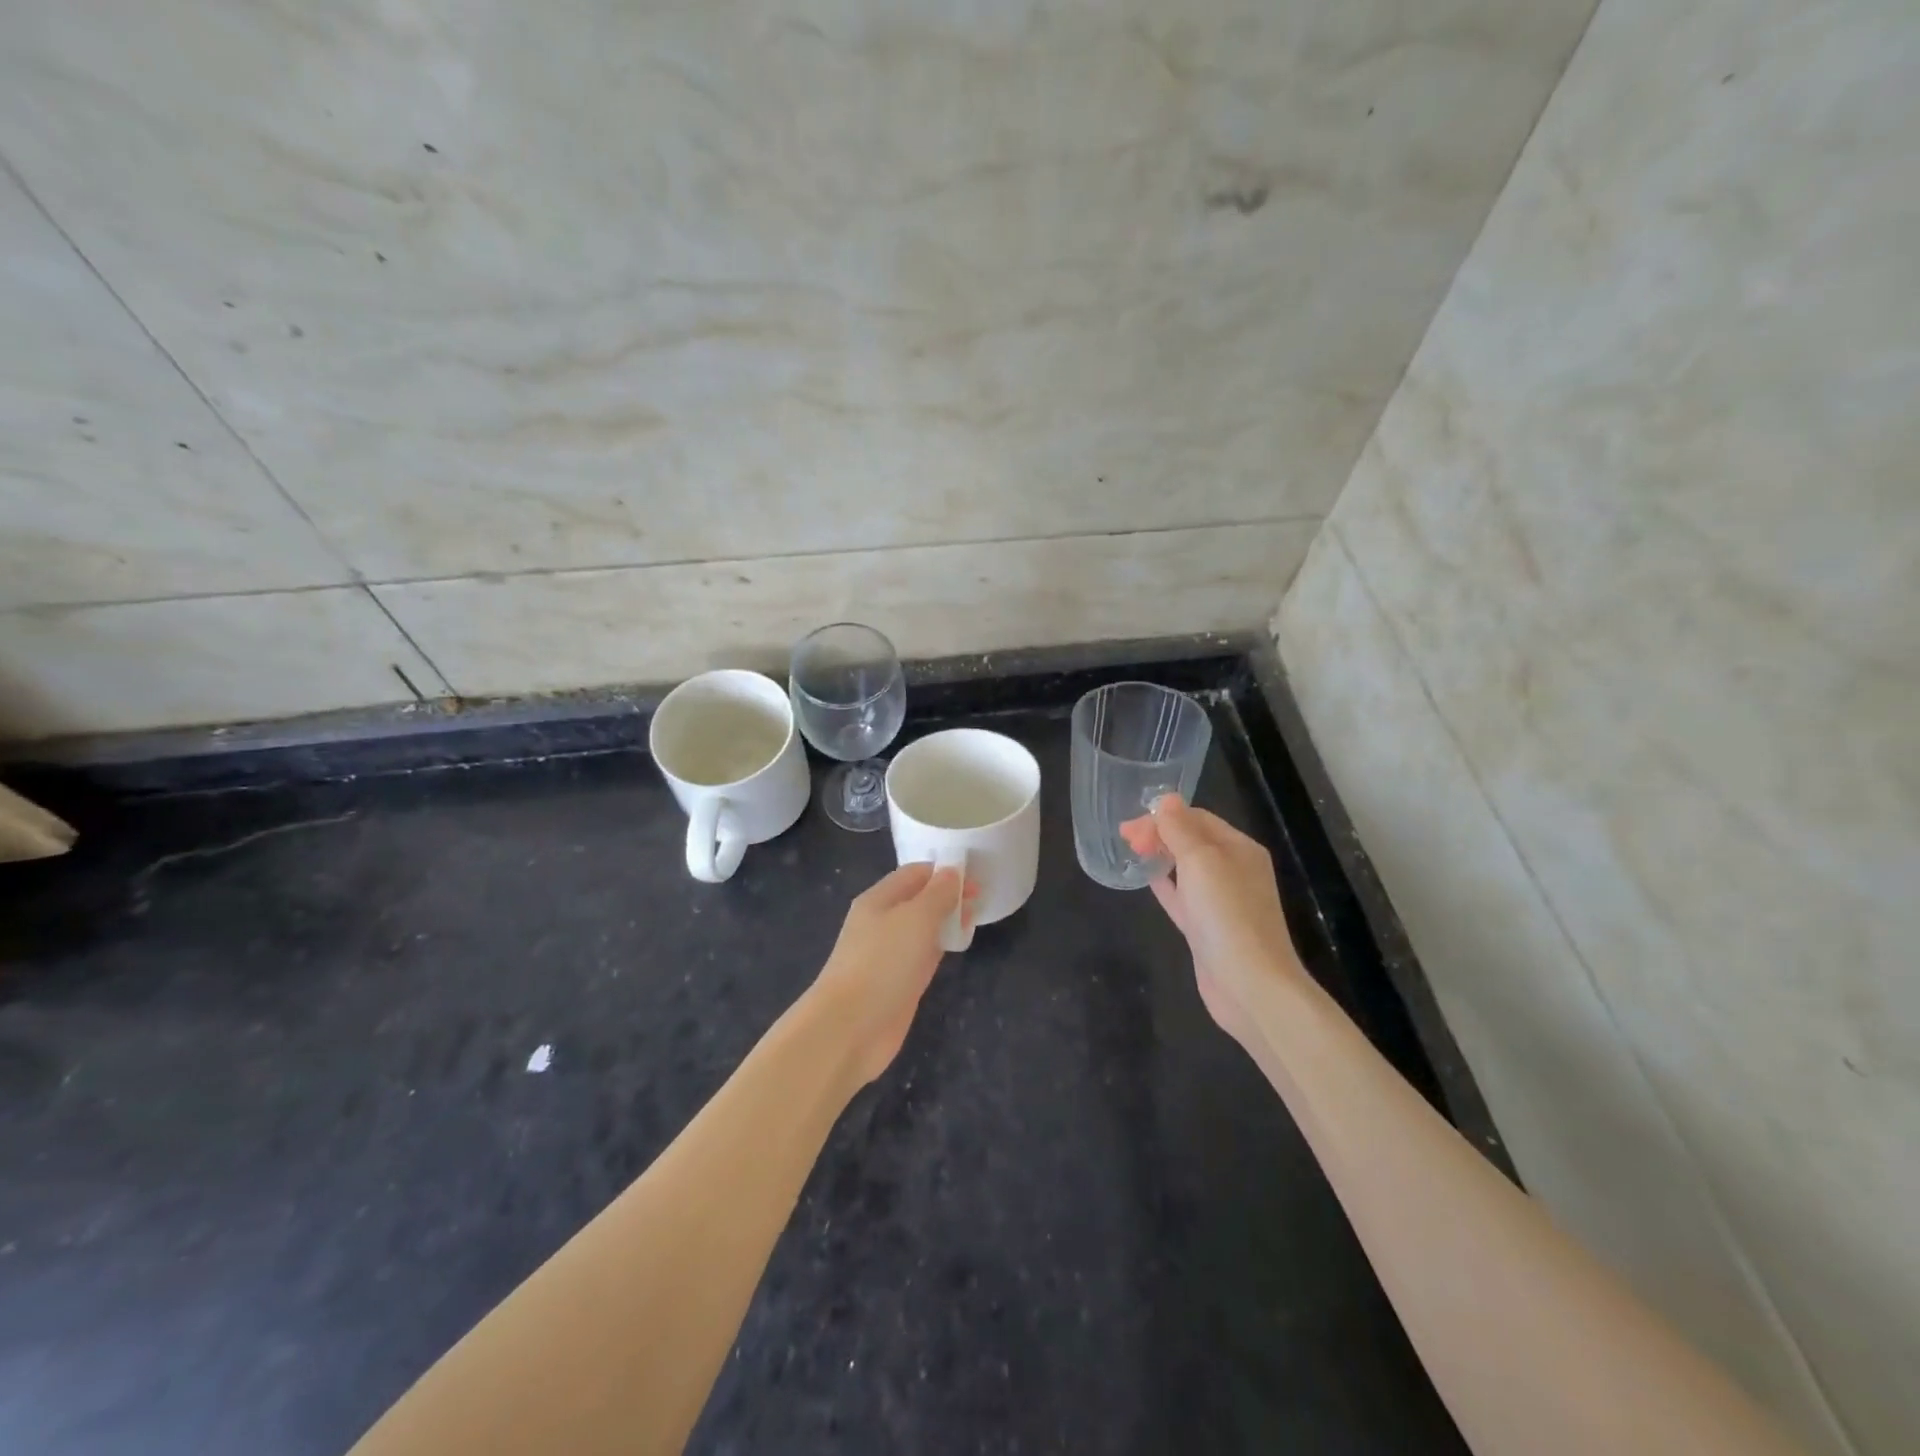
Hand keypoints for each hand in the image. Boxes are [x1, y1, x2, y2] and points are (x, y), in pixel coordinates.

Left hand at [812, 863, 977, 1086]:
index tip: (975, 877)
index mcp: (878, 899)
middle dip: (947, 895)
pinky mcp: (898, 982)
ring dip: (945, 921)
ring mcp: (889, 954)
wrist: (851, 1027)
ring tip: (974, 919)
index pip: (914, 873)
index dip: (943, 871)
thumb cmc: (882, 963)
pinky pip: (923, 955)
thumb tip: (952, 872)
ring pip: (922, 928)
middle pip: (918, 900)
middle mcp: (881, 922)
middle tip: (980, 900)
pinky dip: (940, 946)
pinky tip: (958, 946)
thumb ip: (938, 894)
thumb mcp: (916, 918)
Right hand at [1120, 796, 1302, 1053]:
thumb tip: (1166, 799)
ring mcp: (1221, 902)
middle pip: (1192, 841)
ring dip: (1160, 856)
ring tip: (1130, 851)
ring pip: (1186, 868)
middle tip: (1124, 837)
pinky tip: (1147, 879)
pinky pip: (1183, 896)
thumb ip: (1180, 829)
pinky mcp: (1207, 928)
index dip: (1163, 816)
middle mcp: (1234, 870)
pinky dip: (1165, 884)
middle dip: (1159, 834)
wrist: (1249, 985)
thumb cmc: (1226, 914)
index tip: (1130, 826)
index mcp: (1239, 848)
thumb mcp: (1201, 861)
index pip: (1198, 818)